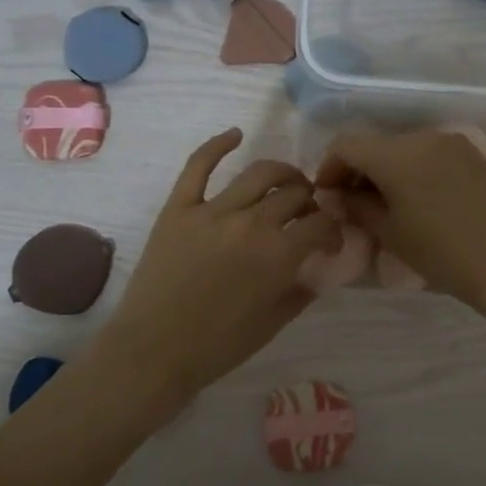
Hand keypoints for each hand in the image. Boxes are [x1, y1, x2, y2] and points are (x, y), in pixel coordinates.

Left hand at [105, 128, 341, 398]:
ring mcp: (212, 211)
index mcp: (279, 255)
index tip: (329, 241)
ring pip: (259, 173)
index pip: (321, 225)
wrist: (153, 351)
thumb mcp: (273, 323)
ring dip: (282, 173)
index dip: (333, 230)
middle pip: (294, 195)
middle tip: (307, 215)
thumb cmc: (217, 347)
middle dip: (310, 202)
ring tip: (287, 182)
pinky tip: (236, 134)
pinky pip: (199, 165)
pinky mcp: (178, 208)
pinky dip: (218, 144)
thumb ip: (302, 290)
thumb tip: (319, 268)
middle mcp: (251, 223)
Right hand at [315, 129, 485, 308]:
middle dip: (357, 169)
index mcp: (397, 154)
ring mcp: (451, 142)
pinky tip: (415, 197)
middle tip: (352, 203)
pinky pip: (428, 153)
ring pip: (402, 148)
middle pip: (375, 144)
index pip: (346, 146)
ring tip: (384, 203)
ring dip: (385, 169)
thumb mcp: (389, 232)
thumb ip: (356, 206)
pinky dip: (412, 169)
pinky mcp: (471, 154)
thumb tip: (334, 196)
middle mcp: (424, 137)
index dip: (329, 168)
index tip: (327, 196)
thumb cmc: (440, 253)